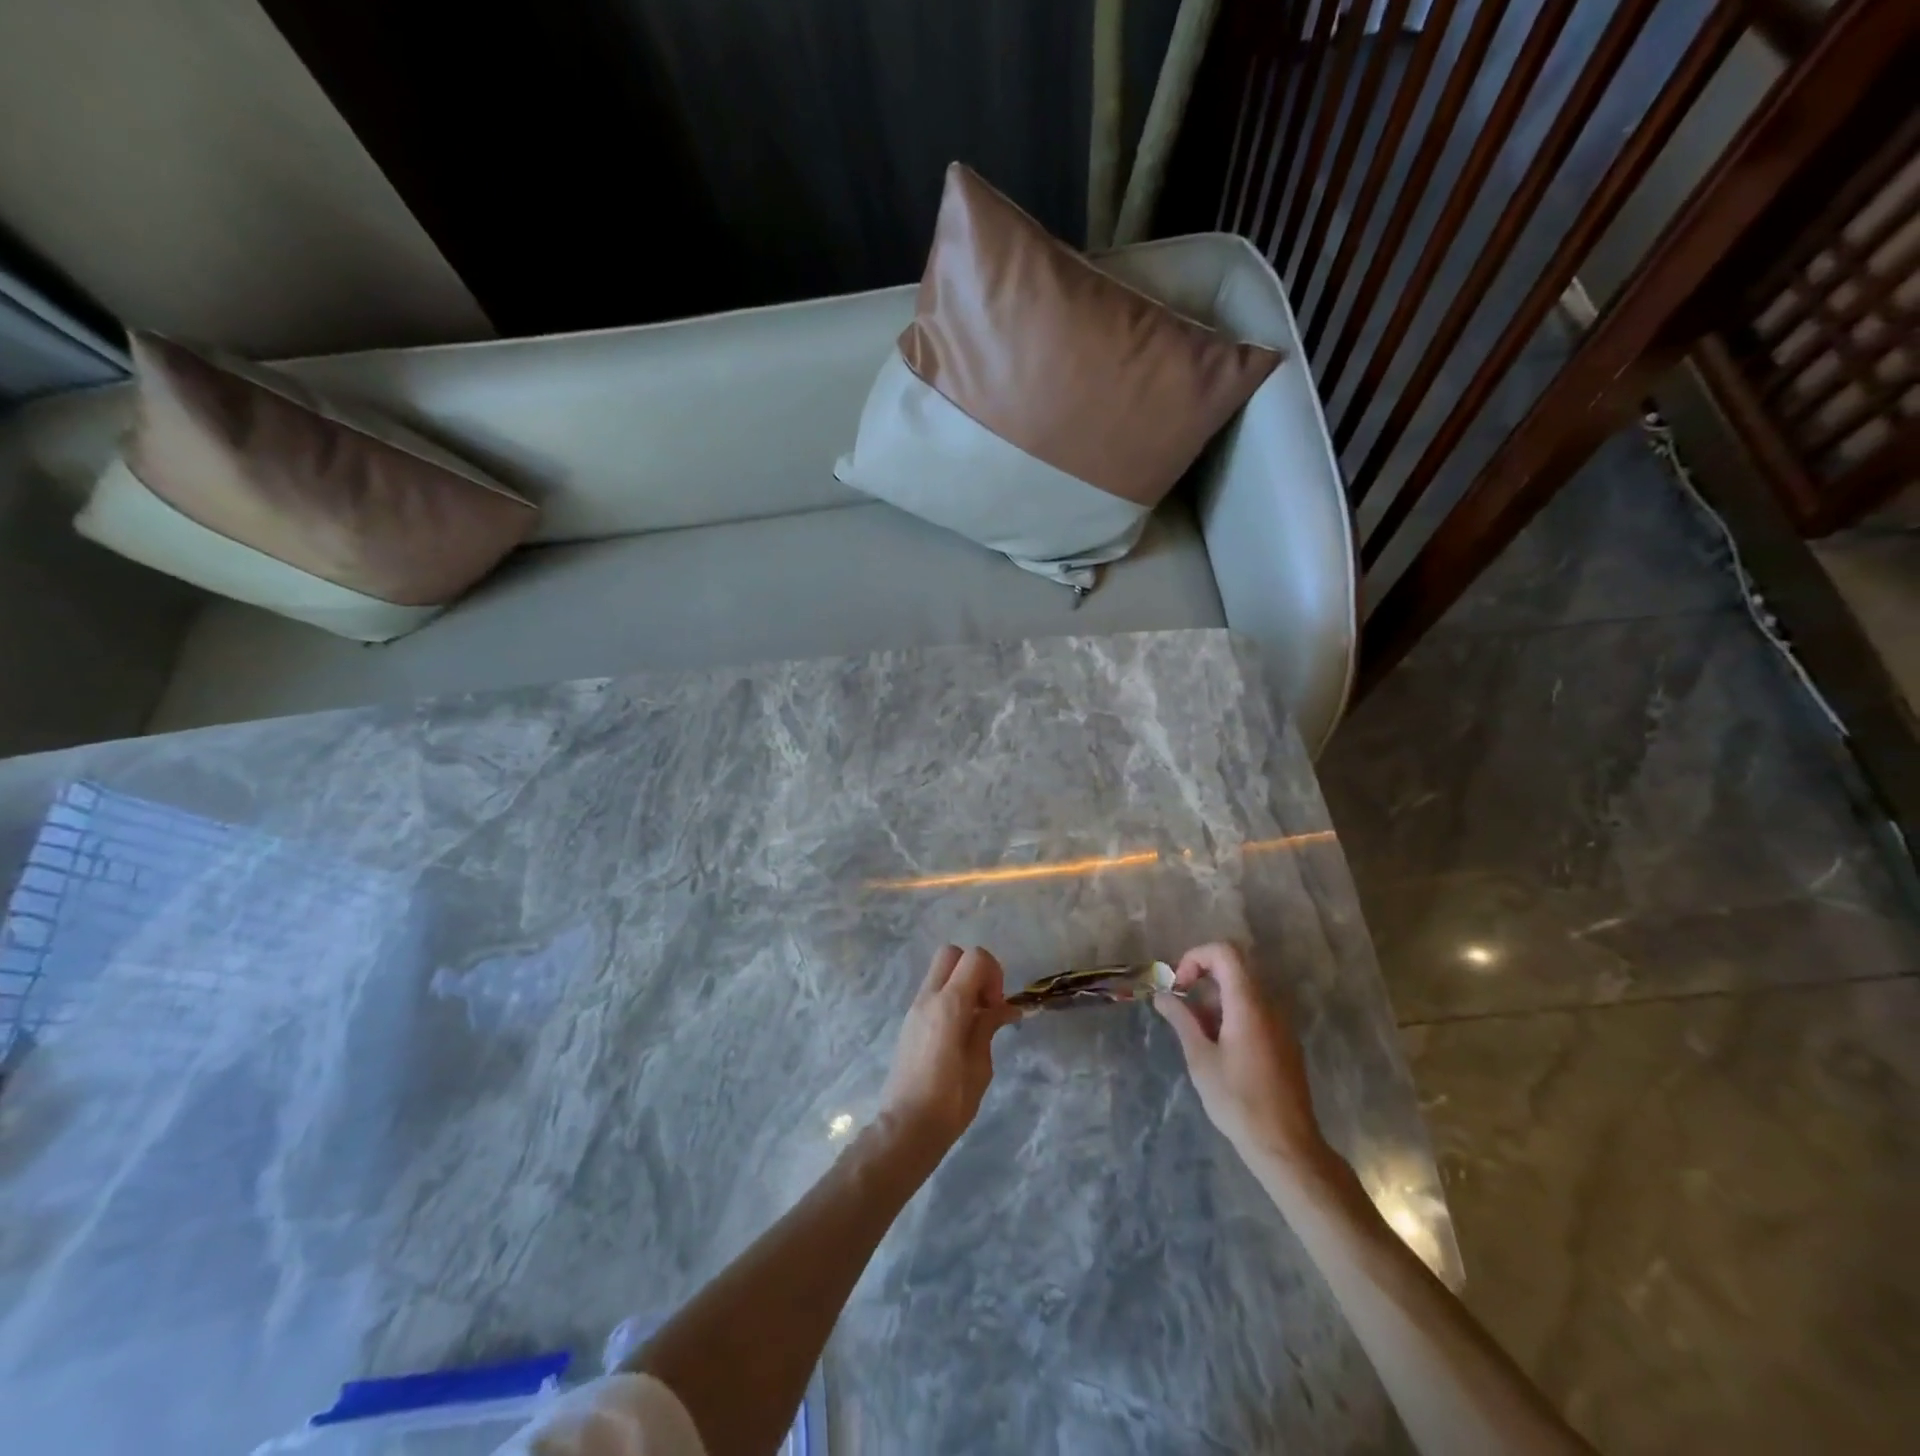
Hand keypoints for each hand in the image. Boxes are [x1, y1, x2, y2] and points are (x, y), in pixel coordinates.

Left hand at [880, 945, 1019, 1155]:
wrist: (906, 1127)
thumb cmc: (950, 1101)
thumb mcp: (980, 1064)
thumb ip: (989, 1027)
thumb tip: (1005, 1008)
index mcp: (949, 1005)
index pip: (974, 957)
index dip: (993, 973)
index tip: (997, 1005)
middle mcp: (928, 998)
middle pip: (952, 954)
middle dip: (975, 969)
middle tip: (986, 1003)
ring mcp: (915, 1008)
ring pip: (940, 971)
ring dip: (962, 983)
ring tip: (975, 1021)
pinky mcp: (910, 1021)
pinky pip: (933, 992)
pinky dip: (950, 997)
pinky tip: (960, 1032)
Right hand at [1154, 942, 1329, 1169]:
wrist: (1286, 1145)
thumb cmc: (1238, 1101)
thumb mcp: (1200, 1059)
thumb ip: (1181, 1020)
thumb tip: (1162, 995)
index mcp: (1248, 1004)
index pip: (1225, 952)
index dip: (1196, 957)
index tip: (1180, 985)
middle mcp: (1269, 1005)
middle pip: (1236, 965)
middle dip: (1204, 974)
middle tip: (1183, 1001)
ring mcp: (1280, 1023)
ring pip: (1245, 988)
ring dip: (1216, 995)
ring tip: (1197, 1029)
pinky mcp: (1284, 1040)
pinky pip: (1256, 1008)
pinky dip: (1232, 1011)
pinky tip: (1219, 1044)